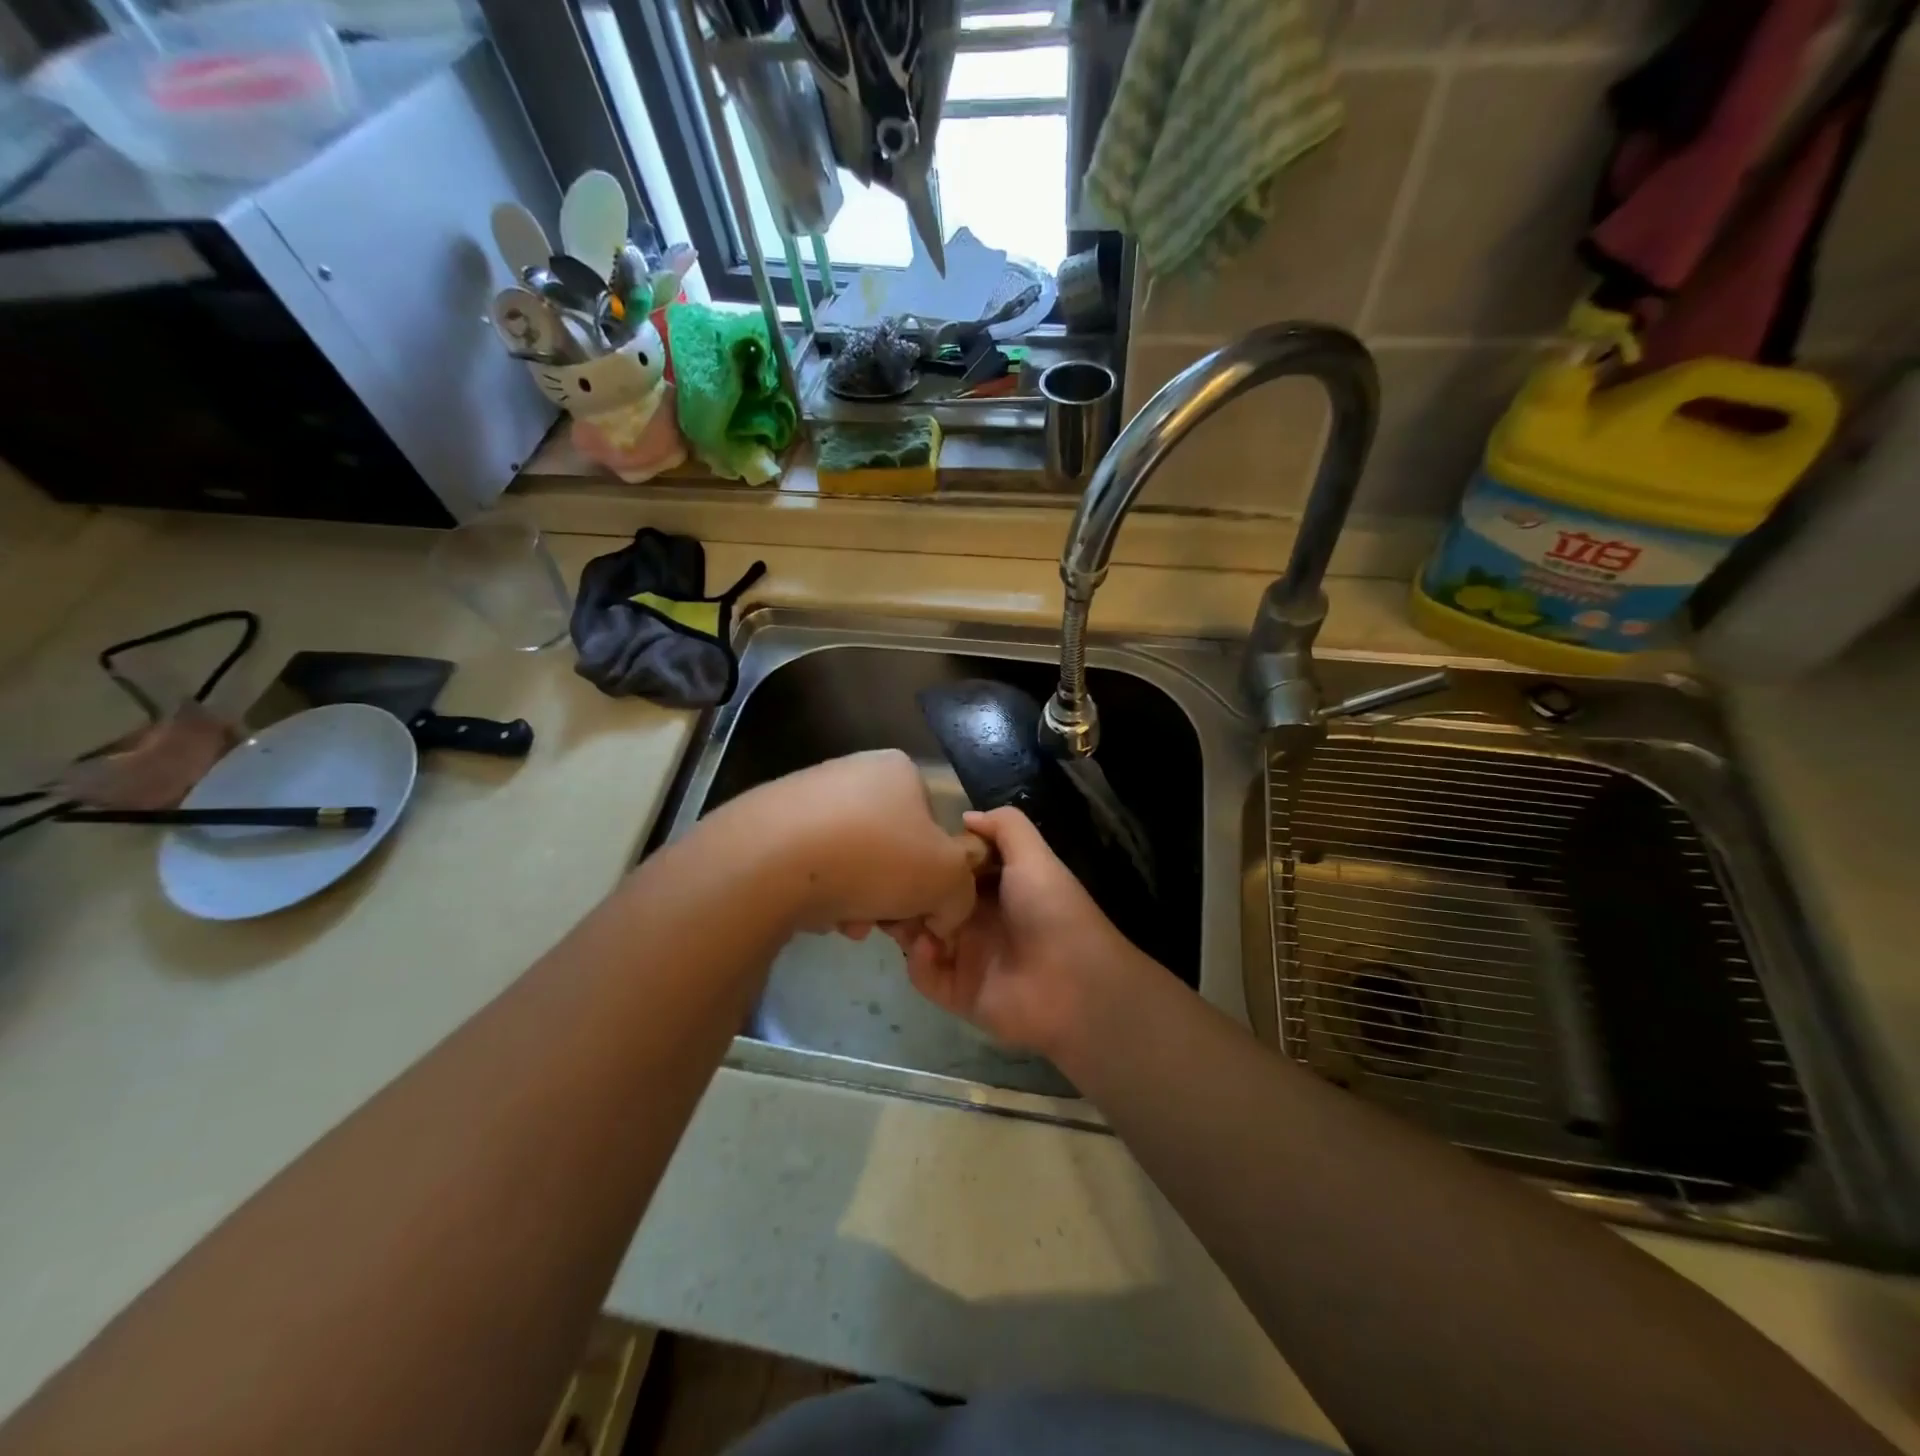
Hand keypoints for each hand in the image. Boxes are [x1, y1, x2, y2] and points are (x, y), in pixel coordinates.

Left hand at [708, 749, 976, 940]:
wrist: (767, 861)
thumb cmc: (873, 857)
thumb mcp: (945, 878)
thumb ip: (962, 892)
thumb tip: (947, 909)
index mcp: (899, 770)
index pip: (933, 827)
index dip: (933, 875)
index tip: (921, 909)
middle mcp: (853, 772)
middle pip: (891, 848)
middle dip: (892, 895)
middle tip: (883, 926)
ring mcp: (806, 795)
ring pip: (851, 860)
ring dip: (858, 900)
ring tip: (845, 924)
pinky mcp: (768, 823)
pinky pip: (810, 864)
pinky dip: (819, 893)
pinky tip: (811, 914)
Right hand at [894, 806, 1135, 1061]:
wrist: (1075, 983)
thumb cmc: (1051, 909)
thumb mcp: (1034, 856)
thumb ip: (1005, 826)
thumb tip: (965, 816)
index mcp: (995, 887)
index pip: (951, 868)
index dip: (931, 857)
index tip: (908, 847)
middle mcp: (977, 919)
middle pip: (929, 901)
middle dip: (908, 891)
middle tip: (890, 882)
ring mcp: (966, 957)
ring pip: (918, 936)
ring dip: (905, 924)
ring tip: (899, 912)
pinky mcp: (958, 992)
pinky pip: (924, 975)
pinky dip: (919, 961)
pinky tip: (928, 946)